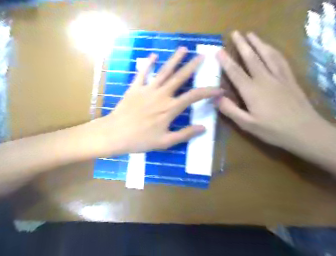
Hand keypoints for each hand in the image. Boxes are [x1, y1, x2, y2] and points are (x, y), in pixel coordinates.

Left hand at [102, 47, 222, 153]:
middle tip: (202, 56)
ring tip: (183, 49)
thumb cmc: (140, 140)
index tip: (219, 89)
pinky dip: (148, 64)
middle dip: (193, 66)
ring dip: (174, 60)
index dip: (209, 91)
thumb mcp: (165, 142)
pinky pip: (142, 73)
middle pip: (180, 77)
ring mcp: (147, 89)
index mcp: (170, 108)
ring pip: (164, 72)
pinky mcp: (135, 88)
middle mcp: (161, 95)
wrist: (115, 134)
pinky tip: (153, 56)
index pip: (194, 96)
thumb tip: (203, 128)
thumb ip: (185, 134)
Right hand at [215, 31, 328, 149]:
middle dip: (242, 45)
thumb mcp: (246, 124)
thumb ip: (230, 110)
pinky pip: (280, 61)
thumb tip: (215, 97)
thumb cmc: (272, 130)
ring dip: (258, 43)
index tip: (218, 51)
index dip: (226, 61)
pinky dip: (273, 51)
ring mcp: (279, 78)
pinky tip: (269, 48)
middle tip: (235, 33)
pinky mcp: (290, 79)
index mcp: (252, 91)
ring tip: (250, 35)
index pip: (236, 72)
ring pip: (267, 55)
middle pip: (252, 58)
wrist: (305, 131)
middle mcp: (265, 80)